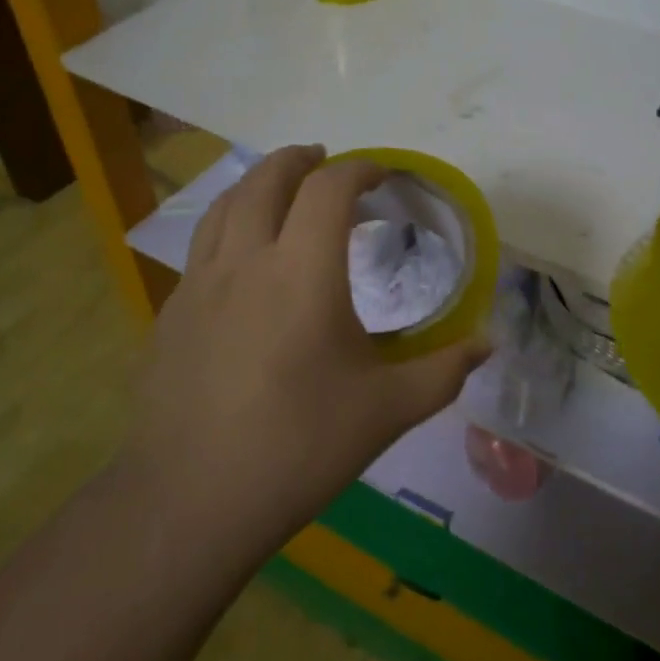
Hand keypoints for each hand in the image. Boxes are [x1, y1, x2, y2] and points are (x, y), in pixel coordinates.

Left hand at [123, 146, 489, 543]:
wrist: (192, 500)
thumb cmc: (299, 447)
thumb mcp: (386, 410)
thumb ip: (443, 370)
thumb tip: (487, 343)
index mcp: (303, 271)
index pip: (330, 189)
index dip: (360, 169)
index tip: (382, 174)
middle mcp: (246, 261)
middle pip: (267, 180)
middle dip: (299, 160)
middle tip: (325, 161)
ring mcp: (199, 285)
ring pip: (225, 206)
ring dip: (257, 183)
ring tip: (280, 190)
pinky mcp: (172, 313)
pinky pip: (202, 247)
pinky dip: (229, 225)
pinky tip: (242, 260)